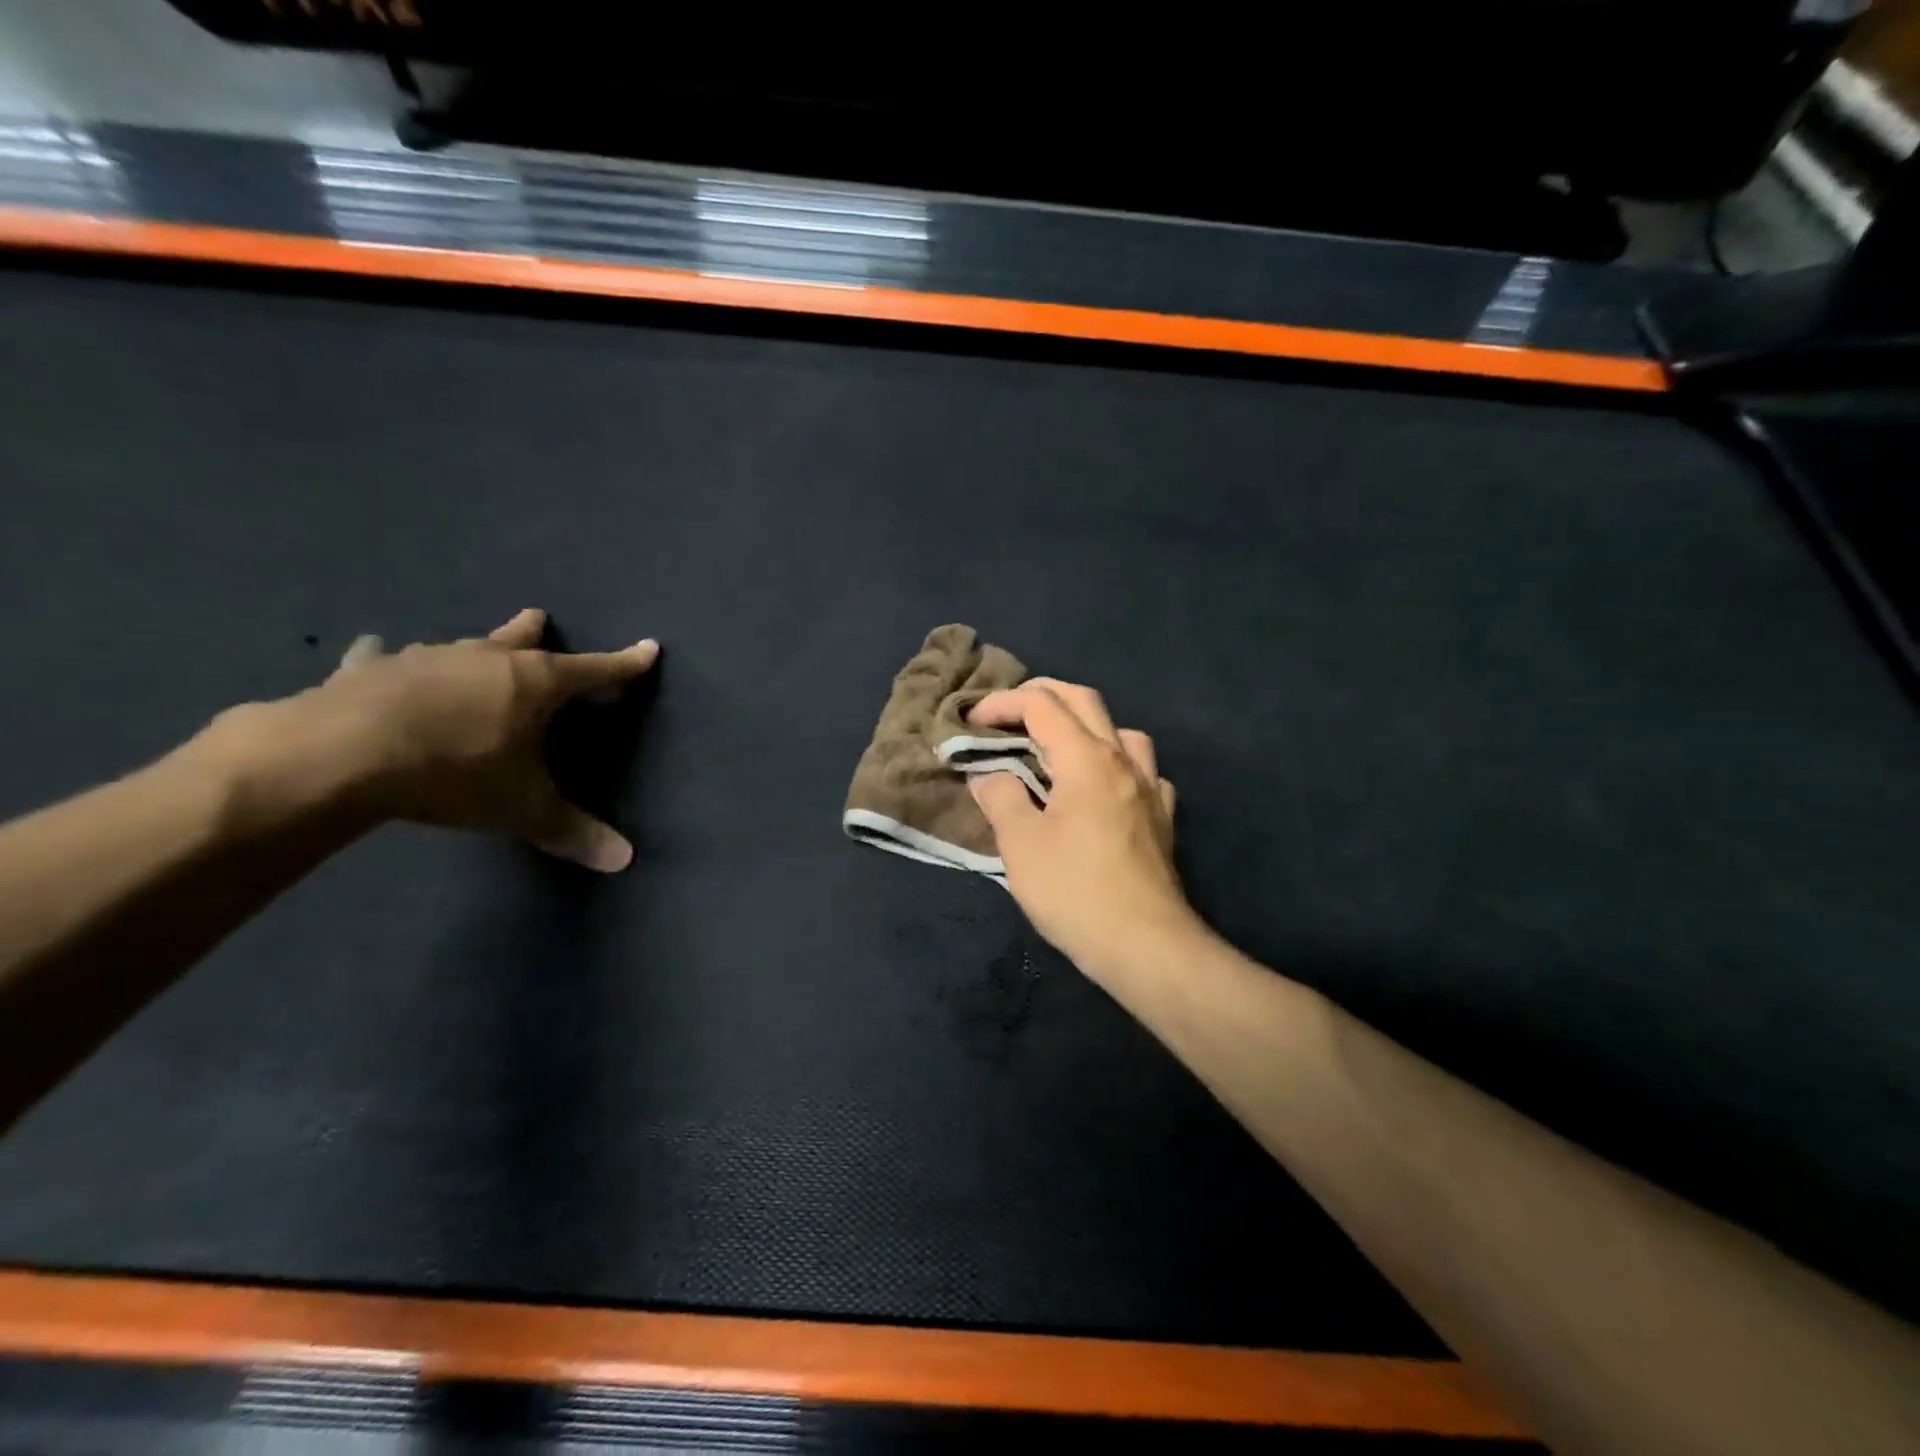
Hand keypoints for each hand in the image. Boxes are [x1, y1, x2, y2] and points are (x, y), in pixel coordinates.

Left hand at [205, 609, 658, 871]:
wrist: (340, 755)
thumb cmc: (454, 772)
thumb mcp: (521, 809)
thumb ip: (572, 831)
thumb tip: (626, 861)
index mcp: (535, 683)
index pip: (597, 671)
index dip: (626, 665)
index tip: (649, 649)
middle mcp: (487, 659)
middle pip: (523, 638)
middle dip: (537, 633)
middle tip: (541, 622)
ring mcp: (426, 658)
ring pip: (463, 645)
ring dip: (475, 649)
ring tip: (474, 652)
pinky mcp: (369, 669)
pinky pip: (384, 657)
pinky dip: (388, 658)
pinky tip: (376, 653)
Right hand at [966, 679, 1203, 978]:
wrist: (1144, 943)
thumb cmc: (1074, 890)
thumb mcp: (1020, 843)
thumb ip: (1000, 797)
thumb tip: (987, 774)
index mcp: (1086, 758)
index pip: (1041, 705)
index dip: (1002, 703)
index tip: (972, 722)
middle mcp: (1122, 760)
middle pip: (1084, 701)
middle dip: (1041, 695)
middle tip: (1008, 714)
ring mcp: (1150, 787)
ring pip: (1120, 730)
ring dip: (1084, 724)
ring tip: (1057, 748)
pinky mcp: (1162, 817)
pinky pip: (1142, 770)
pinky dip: (1115, 763)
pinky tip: (1104, 789)